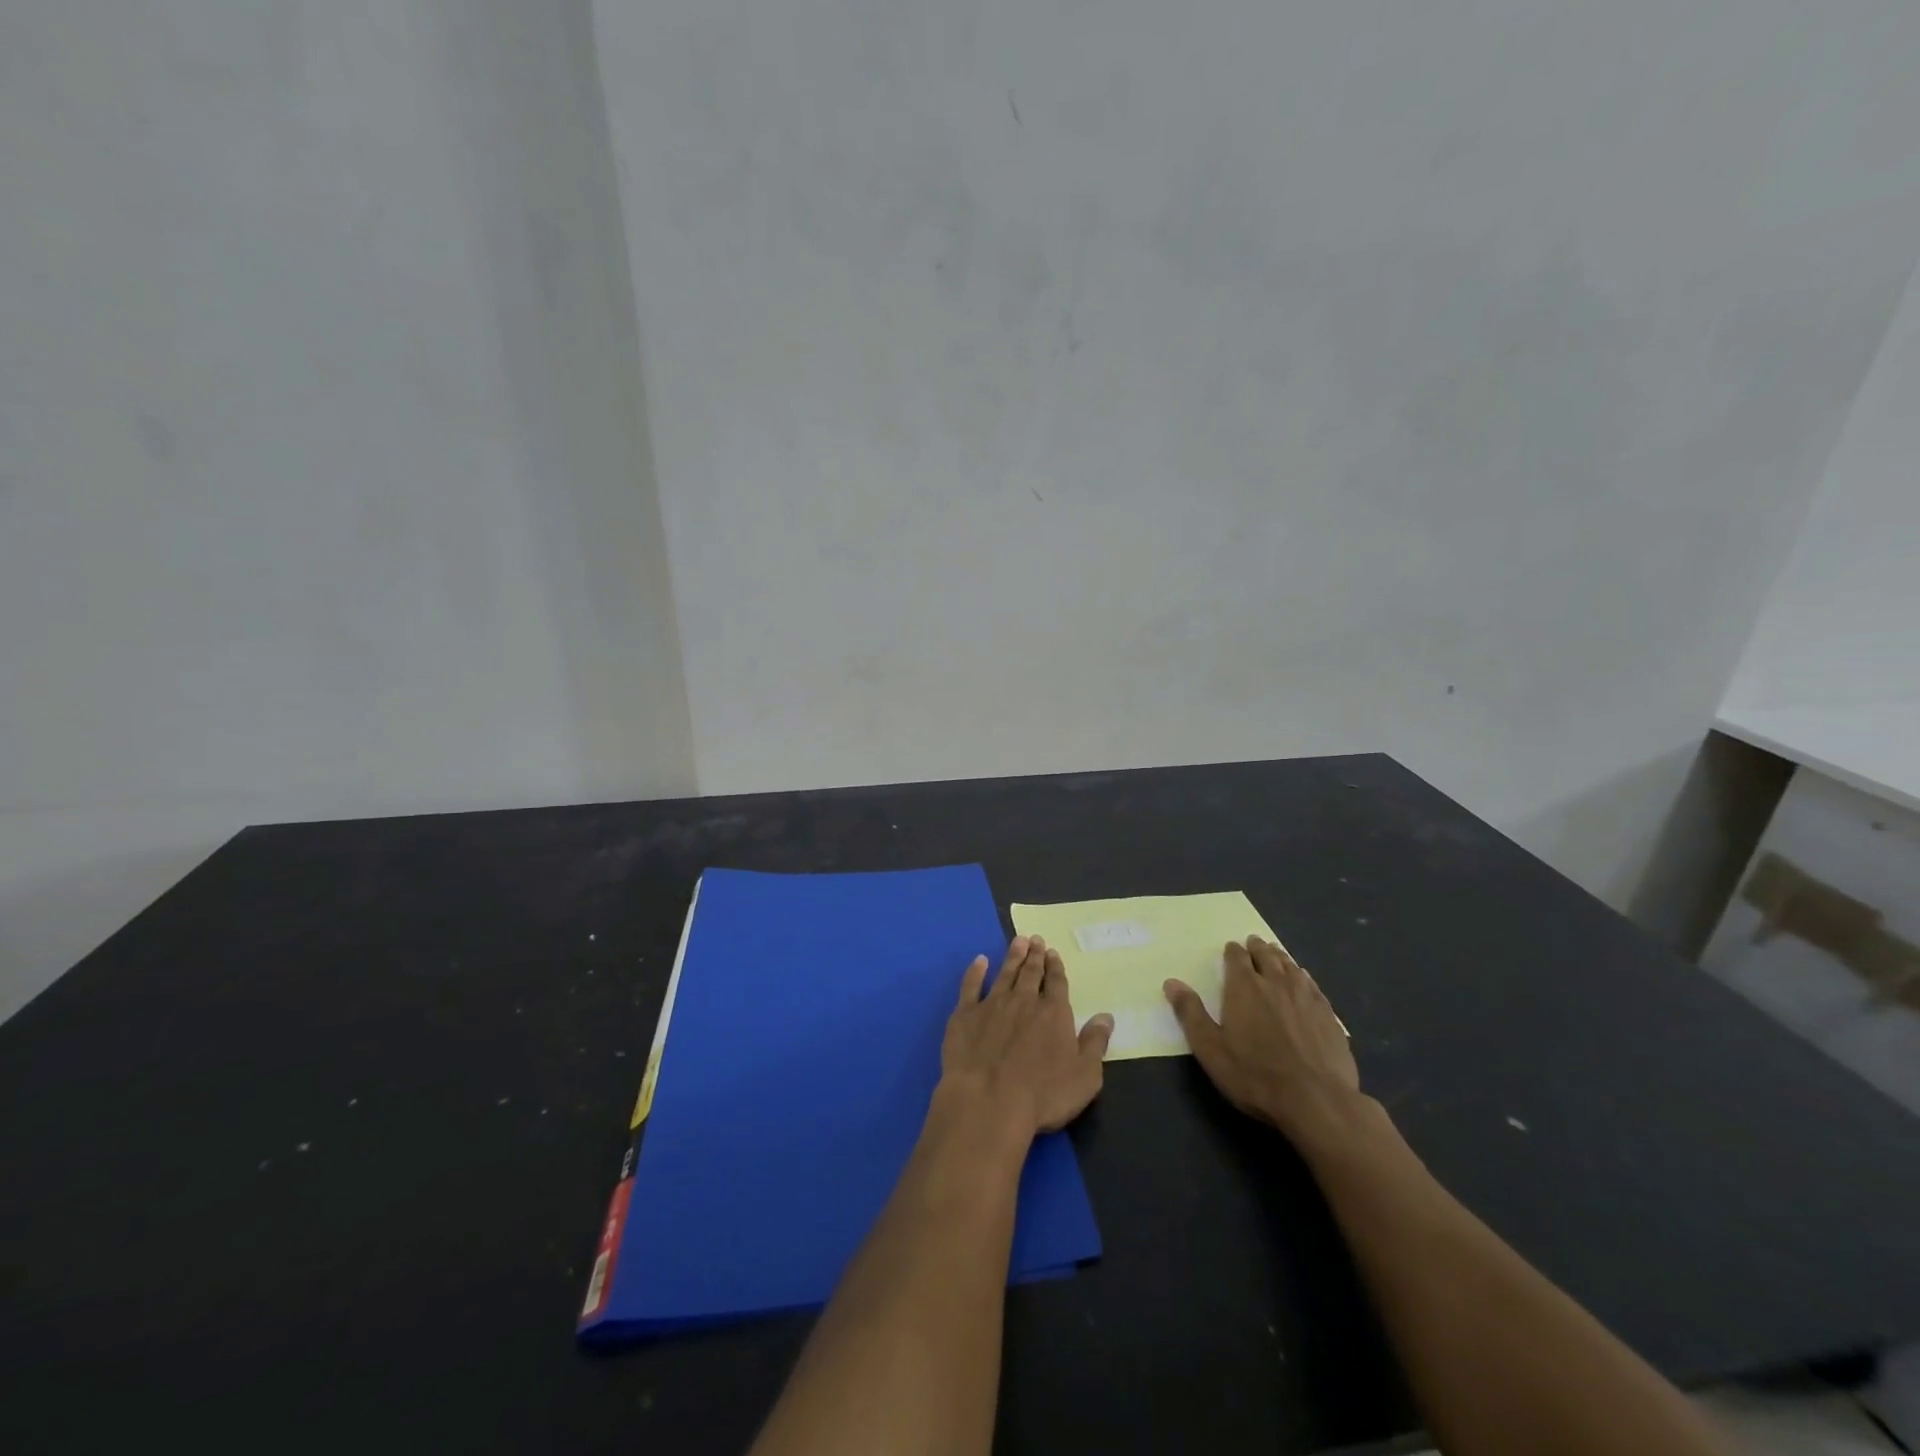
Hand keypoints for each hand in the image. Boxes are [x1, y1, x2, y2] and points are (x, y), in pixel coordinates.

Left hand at [940, 935, 1114, 1138]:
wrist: (988, 1101)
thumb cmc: (1043, 1095)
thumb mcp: (1085, 1076)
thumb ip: (1095, 1043)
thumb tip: (1106, 1016)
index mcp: (1054, 1013)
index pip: (1056, 983)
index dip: (1055, 967)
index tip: (1053, 952)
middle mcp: (1024, 1001)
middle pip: (1031, 973)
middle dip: (1035, 955)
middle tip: (1035, 939)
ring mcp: (992, 1005)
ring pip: (1005, 973)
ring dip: (1012, 956)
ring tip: (1017, 941)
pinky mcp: (965, 1015)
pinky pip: (971, 986)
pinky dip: (975, 971)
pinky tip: (979, 961)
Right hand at [1164, 936, 1360, 1139]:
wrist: (1317, 1101)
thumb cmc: (1255, 1075)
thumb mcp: (1211, 1049)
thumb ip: (1191, 1013)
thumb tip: (1171, 983)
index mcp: (1244, 987)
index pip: (1237, 958)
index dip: (1233, 951)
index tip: (1231, 948)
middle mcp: (1275, 983)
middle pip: (1266, 956)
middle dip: (1257, 948)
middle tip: (1254, 941)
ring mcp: (1305, 997)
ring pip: (1291, 967)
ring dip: (1281, 957)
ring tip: (1276, 953)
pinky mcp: (1328, 1015)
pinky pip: (1313, 986)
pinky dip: (1304, 976)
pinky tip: (1304, 979)